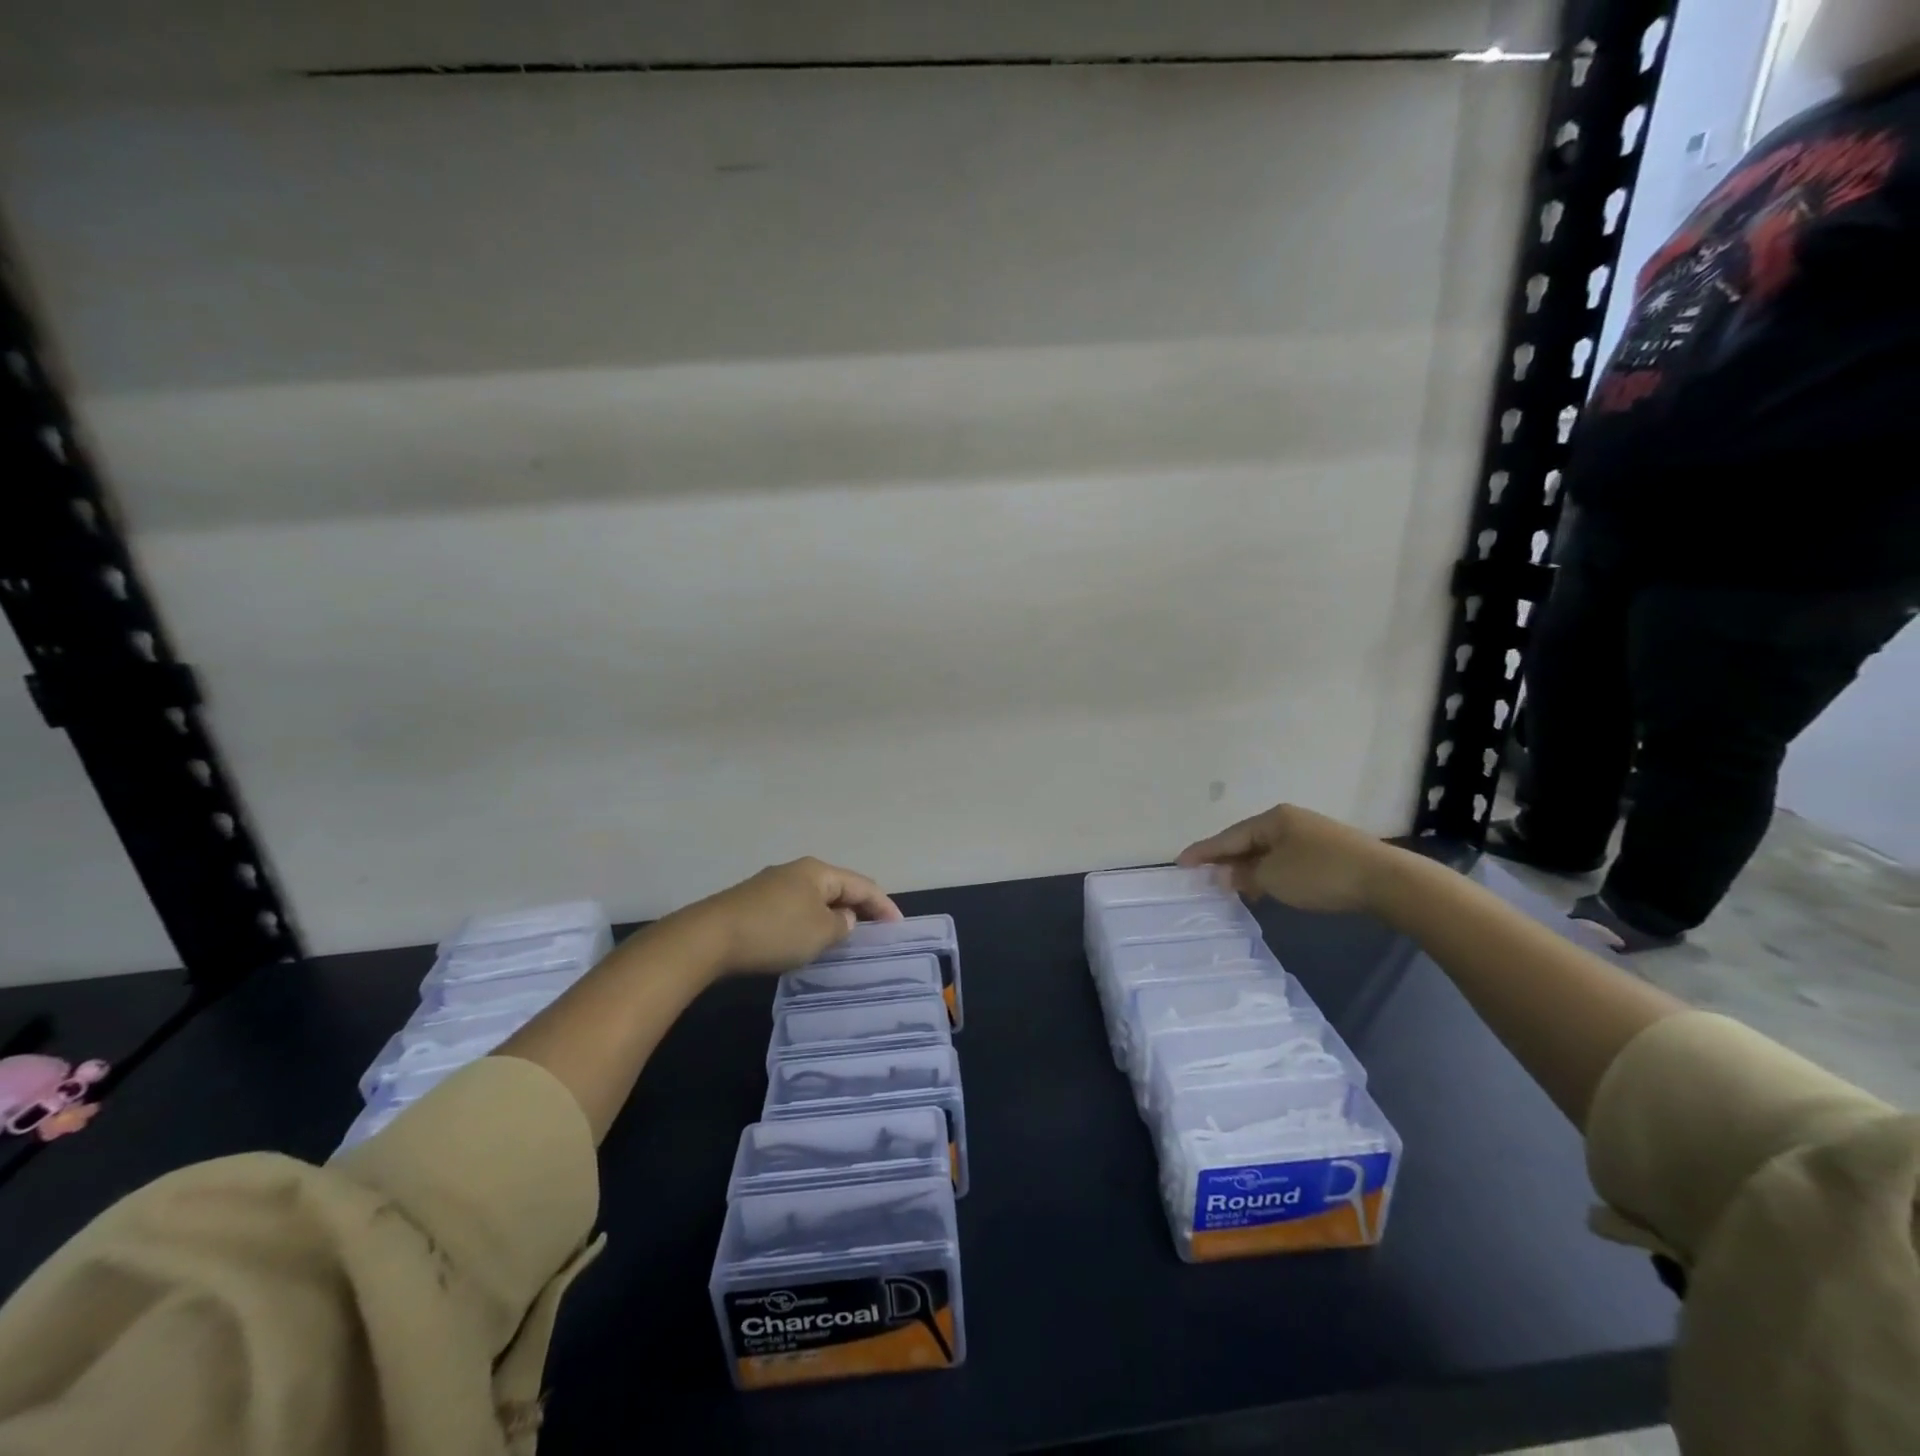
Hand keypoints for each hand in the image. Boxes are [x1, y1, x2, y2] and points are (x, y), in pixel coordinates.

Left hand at [676, 857, 901, 976]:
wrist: (709, 938)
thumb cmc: (775, 932)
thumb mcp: (820, 932)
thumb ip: (841, 925)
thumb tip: (843, 918)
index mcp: (819, 871)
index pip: (863, 884)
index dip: (883, 905)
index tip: (898, 927)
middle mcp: (797, 871)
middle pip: (838, 887)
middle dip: (858, 908)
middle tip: (874, 933)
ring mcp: (772, 885)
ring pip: (815, 899)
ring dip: (832, 916)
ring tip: (844, 940)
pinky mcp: (753, 903)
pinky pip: (794, 910)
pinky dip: (809, 923)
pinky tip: (807, 941)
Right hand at [1177, 804, 1393, 914]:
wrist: (1386, 881)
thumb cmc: (1321, 873)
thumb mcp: (1273, 877)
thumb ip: (1243, 875)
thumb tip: (1225, 875)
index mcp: (1272, 819)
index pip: (1228, 836)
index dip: (1203, 851)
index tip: (1179, 862)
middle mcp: (1289, 821)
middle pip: (1247, 840)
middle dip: (1224, 859)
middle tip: (1201, 875)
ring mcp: (1310, 835)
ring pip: (1266, 851)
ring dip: (1247, 869)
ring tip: (1229, 887)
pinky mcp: (1328, 853)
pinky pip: (1284, 860)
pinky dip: (1268, 873)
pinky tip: (1264, 888)